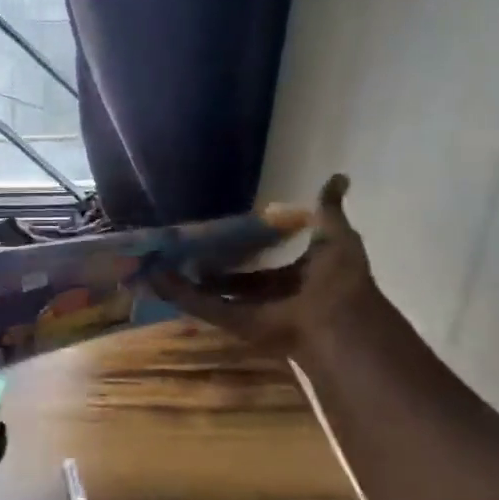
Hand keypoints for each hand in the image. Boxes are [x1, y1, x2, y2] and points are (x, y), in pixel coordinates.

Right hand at [153, 175, 377, 360]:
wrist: (337, 320)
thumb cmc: (339, 280)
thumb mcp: (337, 237)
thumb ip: (329, 210)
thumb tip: (338, 176)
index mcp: (297, 277)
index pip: (264, 262)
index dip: (244, 249)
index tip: (221, 234)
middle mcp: (273, 296)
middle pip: (237, 280)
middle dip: (212, 266)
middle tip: (186, 247)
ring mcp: (252, 312)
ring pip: (215, 294)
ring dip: (189, 280)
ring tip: (163, 261)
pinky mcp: (234, 323)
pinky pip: (204, 307)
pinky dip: (180, 294)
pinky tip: (158, 277)